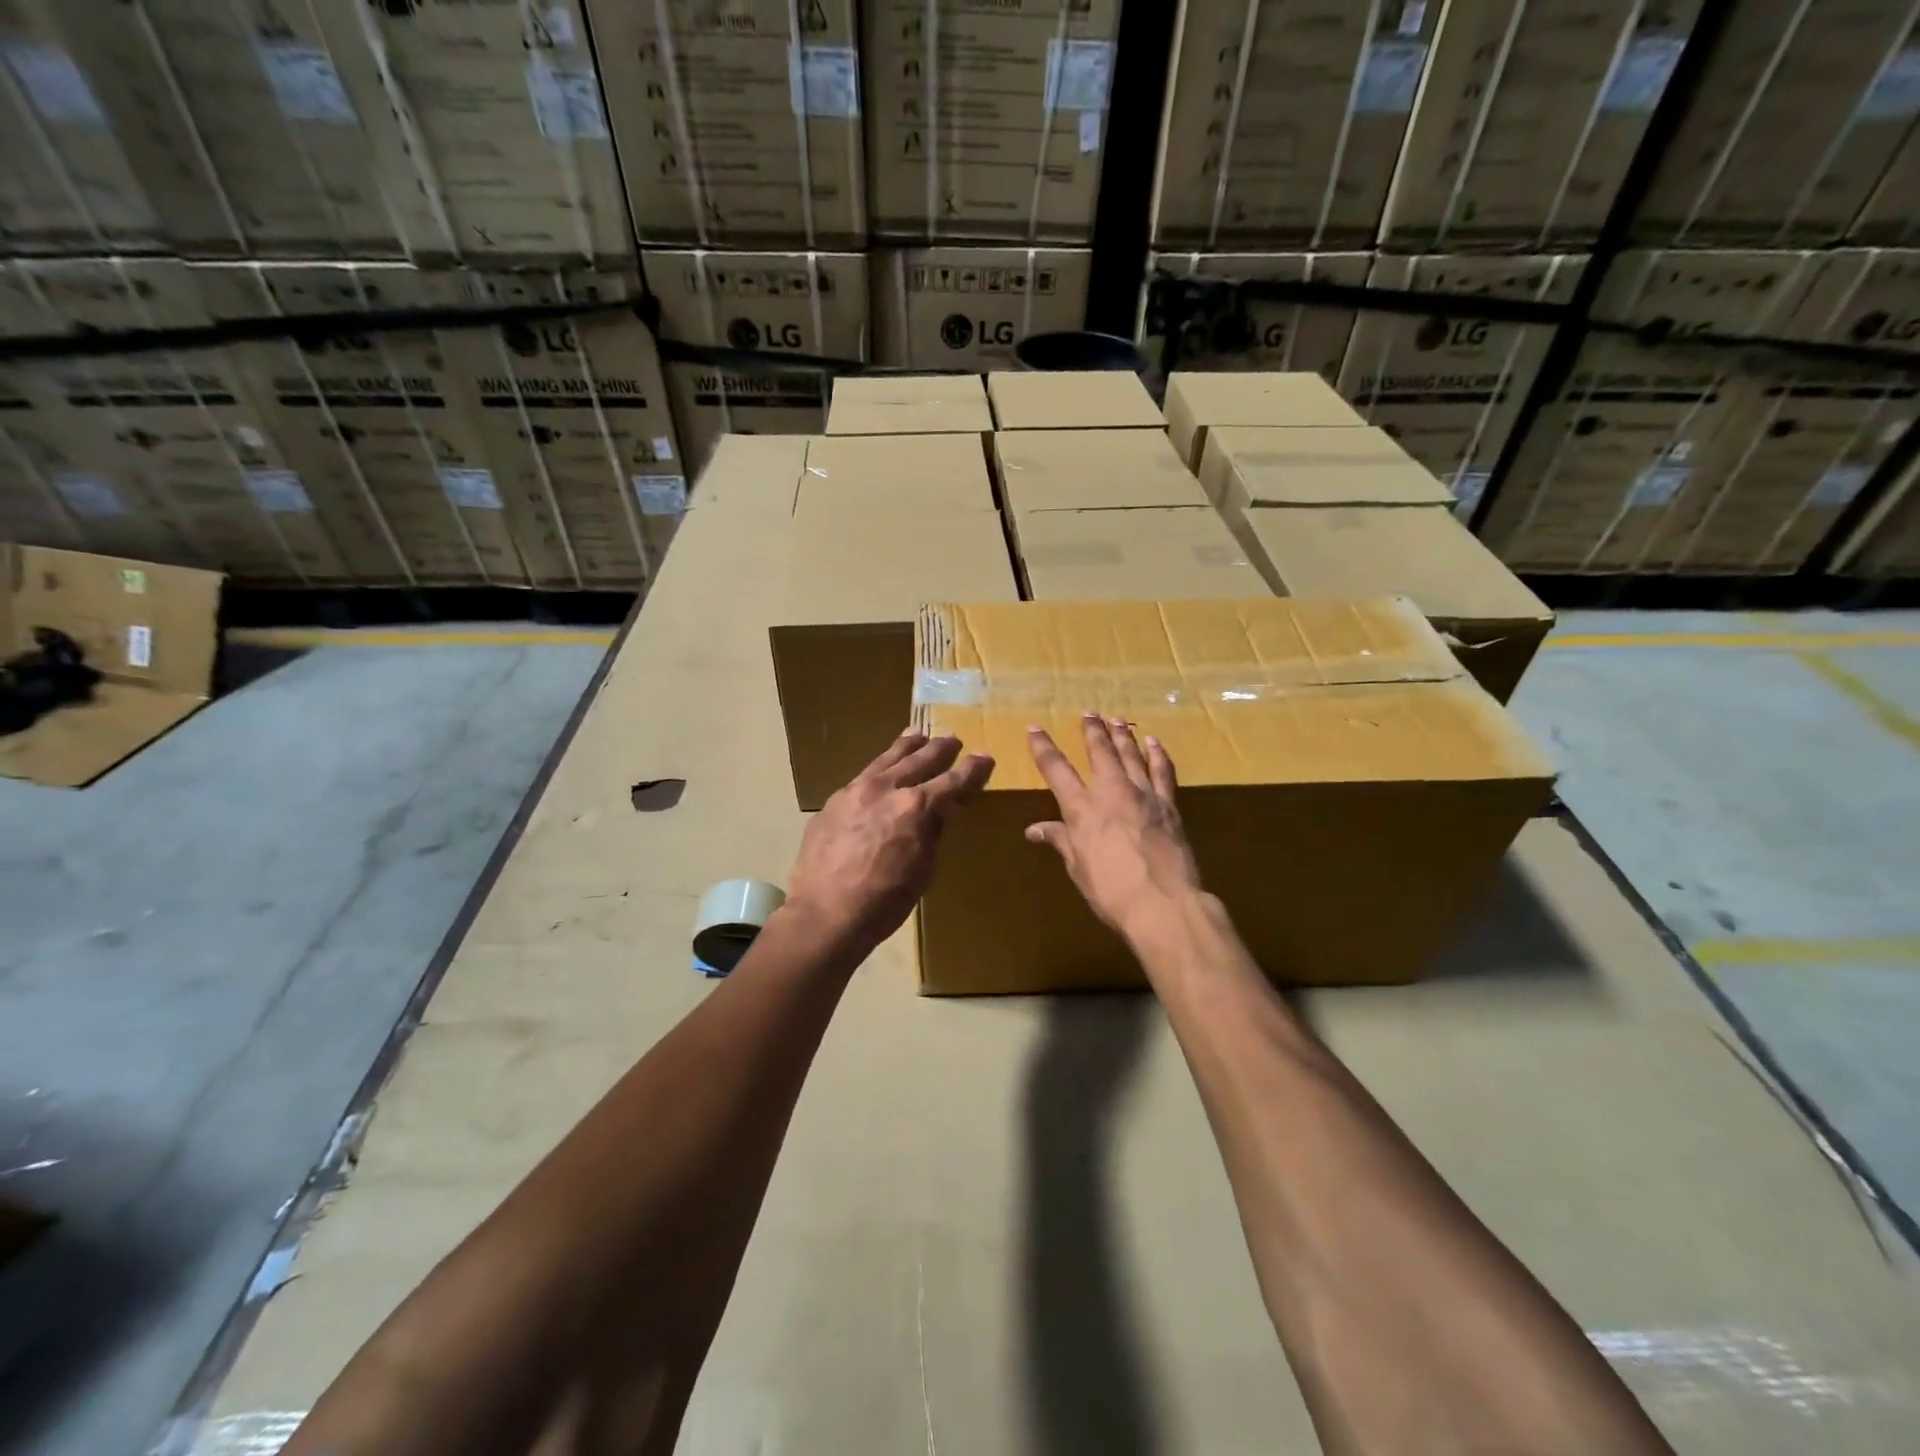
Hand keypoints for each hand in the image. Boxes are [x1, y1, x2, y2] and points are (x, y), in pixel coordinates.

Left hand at [786, 731, 993, 957]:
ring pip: (887, 759)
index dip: (972, 770)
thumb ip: (933, 832)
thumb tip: (942, 810)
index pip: (953, 781)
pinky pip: (863, 775)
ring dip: (907, 746)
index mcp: (916, 807)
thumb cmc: (884, 902)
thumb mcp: (923, 870)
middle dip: (940, 749)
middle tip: (953, 739)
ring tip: (918, 734)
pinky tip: (883, 767)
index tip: (984, 758)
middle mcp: (887, 788)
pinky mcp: (834, 801)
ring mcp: (856, 790)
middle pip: (920, 760)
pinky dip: (880, 766)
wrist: (824, 914)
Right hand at [1026, 715, 1205, 943]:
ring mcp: (1143, 795)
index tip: (1035, 728)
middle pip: (1099, 751)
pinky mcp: (1169, 804)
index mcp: (1081, 808)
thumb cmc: (1110, 890)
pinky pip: (1163, 771)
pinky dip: (1157, 754)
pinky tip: (1153, 742)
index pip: (1056, 769)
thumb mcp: (1078, 867)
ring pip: (1130, 754)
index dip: (1043, 747)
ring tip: (1117, 719)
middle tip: (1088, 713)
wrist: (1162, 902)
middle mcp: (1111, 792)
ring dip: (1122, 735)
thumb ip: (1060, 840)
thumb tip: (1034, 829)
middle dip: (1092, 731)